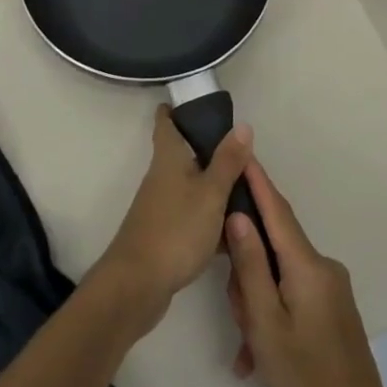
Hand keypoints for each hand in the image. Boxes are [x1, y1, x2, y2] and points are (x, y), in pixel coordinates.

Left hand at [91, 106, 253, 335]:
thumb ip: (227, 161)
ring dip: (214, 187)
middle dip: (209, 151)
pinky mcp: (166, 233)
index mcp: (168, 158)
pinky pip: (193, 216)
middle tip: (242, 152)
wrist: (137, 284)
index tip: (196, 102)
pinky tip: (235, 232)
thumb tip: (242, 125)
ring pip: (192, 187)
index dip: (176, 109)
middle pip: (184, 154)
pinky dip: (211, 218)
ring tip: (248, 191)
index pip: (166, 122)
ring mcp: (162, 206)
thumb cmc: (175, 229)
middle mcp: (162, 177)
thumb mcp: (210, 193)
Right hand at [224, 162, 386, 386]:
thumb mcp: (266, 324)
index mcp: (308, 267)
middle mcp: (323, 269)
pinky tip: (256, 355)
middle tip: (236, 314)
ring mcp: (331, 290)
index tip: (241, 150)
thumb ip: (251, 266)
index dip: (257, 181)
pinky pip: (291, 295)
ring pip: (279, 275)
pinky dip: (271, 314)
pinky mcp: (332, 310)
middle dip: (247, 272)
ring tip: (249, 345)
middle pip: (273, 248)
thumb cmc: (305, 379)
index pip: (277, 211)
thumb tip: (239, 216)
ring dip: (257, 300)